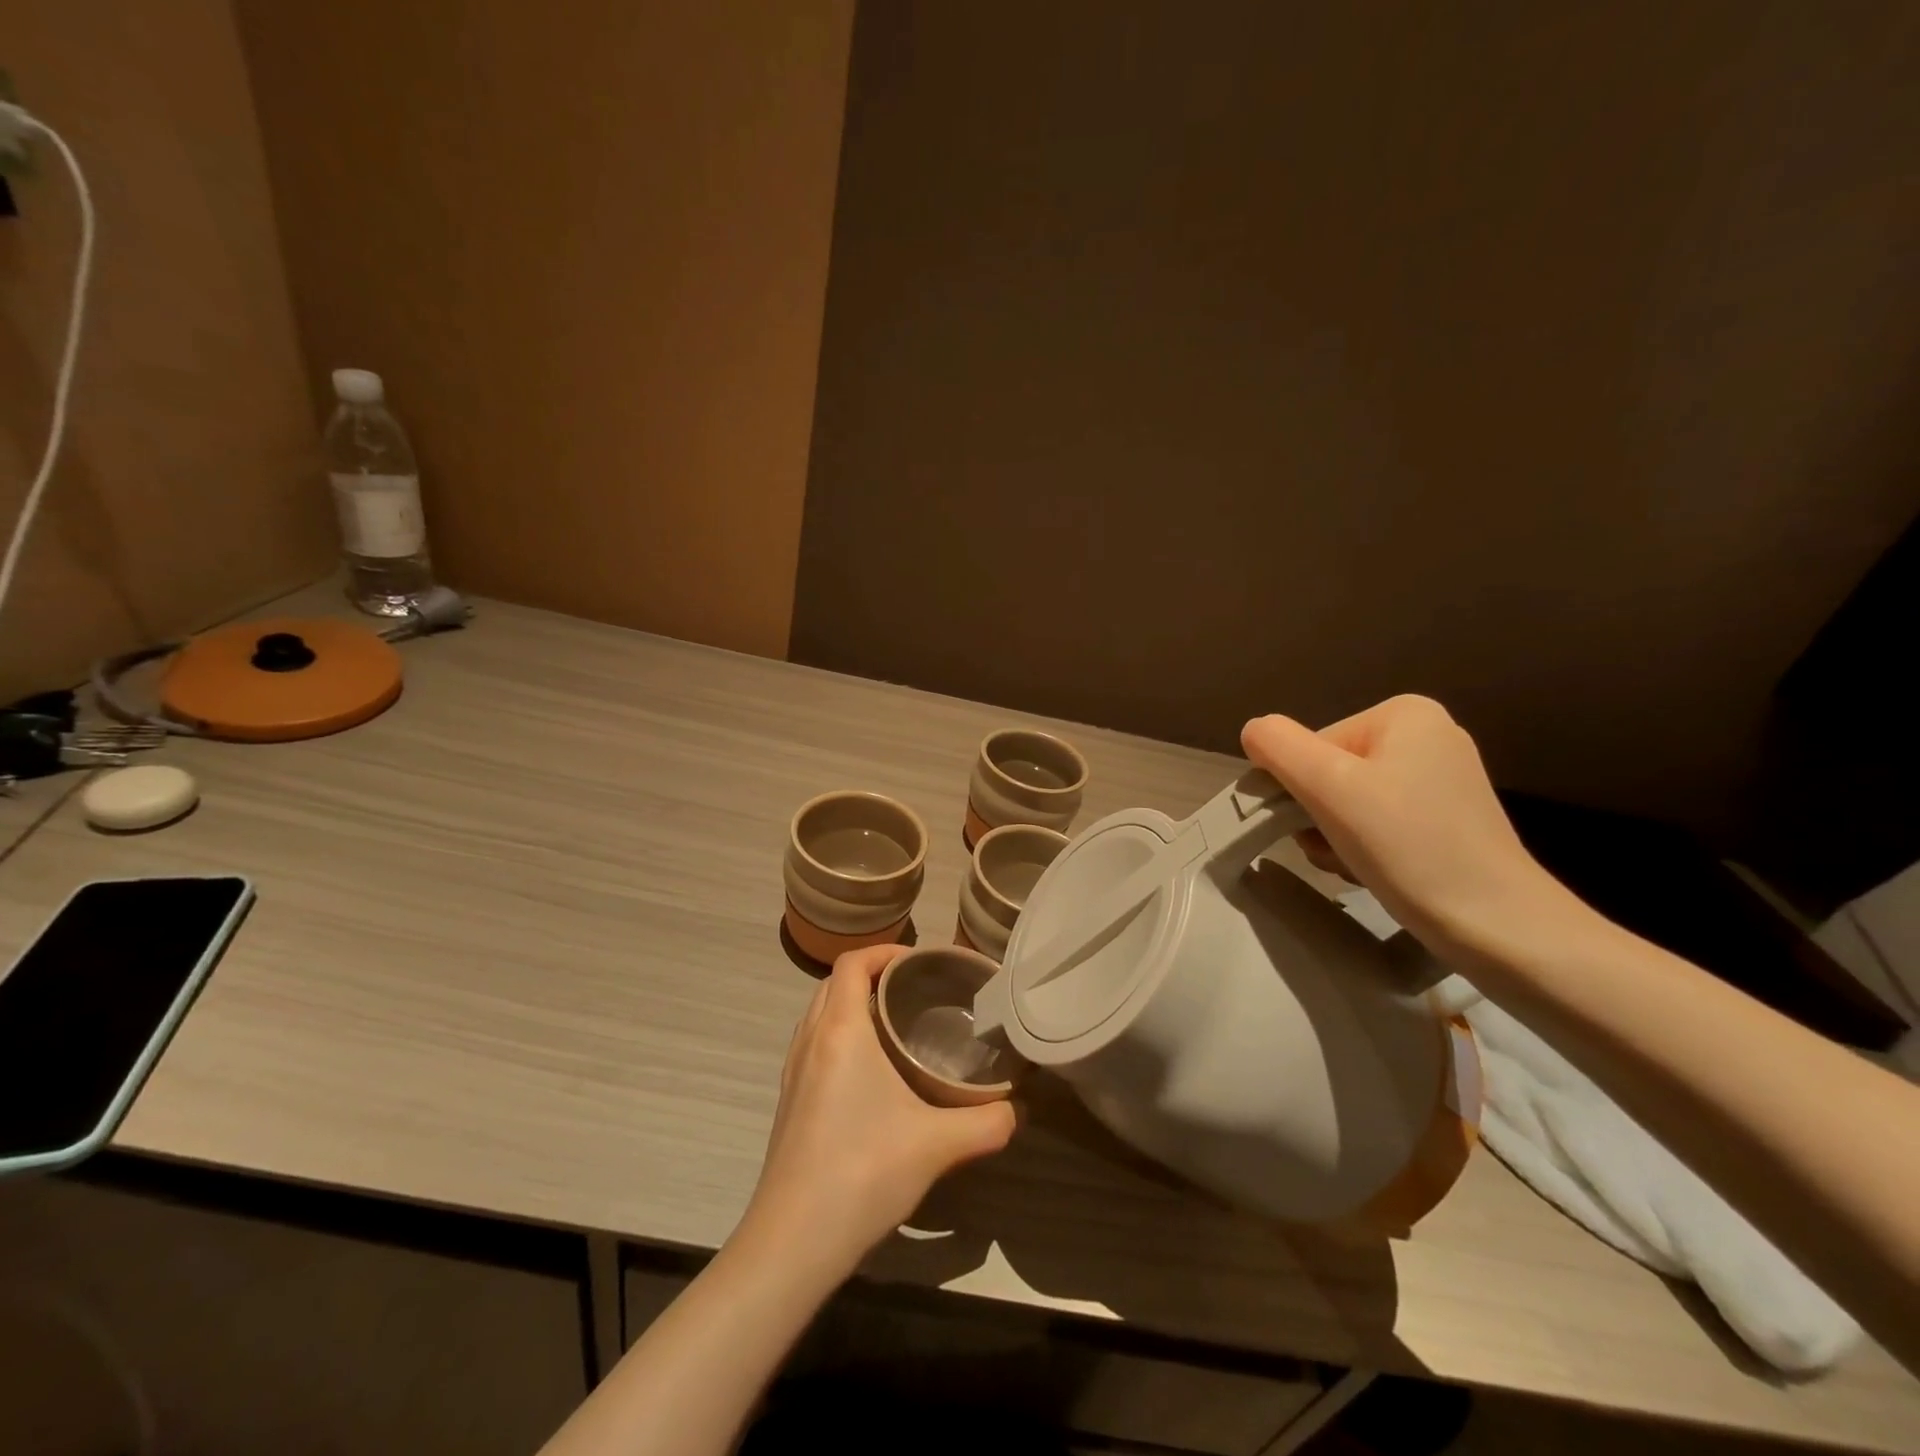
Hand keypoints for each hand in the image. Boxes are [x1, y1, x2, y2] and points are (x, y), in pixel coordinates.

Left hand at [740, 944, 1015, 1278]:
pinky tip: (872, 1076)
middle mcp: (810, 1040)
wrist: (792, 1242)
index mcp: (840, 1030)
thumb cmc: (863, 1172)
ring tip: (896, 1026)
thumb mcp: (938, 1144)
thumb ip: (987, 1122)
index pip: (853, 962)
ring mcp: (794, 1072)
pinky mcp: (789, 1102)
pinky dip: (841, 1037)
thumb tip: (1019, 1110)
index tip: (920, 962)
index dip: (885, 951)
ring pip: (820, 1015)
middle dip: (872, 976)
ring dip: (852, 1006)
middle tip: (915, 992)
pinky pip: (815, 1045)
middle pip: (834, 984)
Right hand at [1242, 696, 1565, 958]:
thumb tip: (1253, 732)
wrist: (1498, 926)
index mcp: (1402, 714)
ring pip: (1348, 801)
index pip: (1311, 747)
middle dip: (1318, 817)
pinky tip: (1376, 872)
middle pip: (1329, 772)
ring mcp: (1441, 779)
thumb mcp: (1329, 787)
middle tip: (1336, 851)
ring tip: (1356, 865)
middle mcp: (1426, 735)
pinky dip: (1364, 847)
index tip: (1316, 828)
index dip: (1300, 789)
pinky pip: (1378, 822)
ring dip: (1335, 837)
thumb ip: (1278, 747)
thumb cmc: (1409, 846)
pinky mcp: (1447, 819)